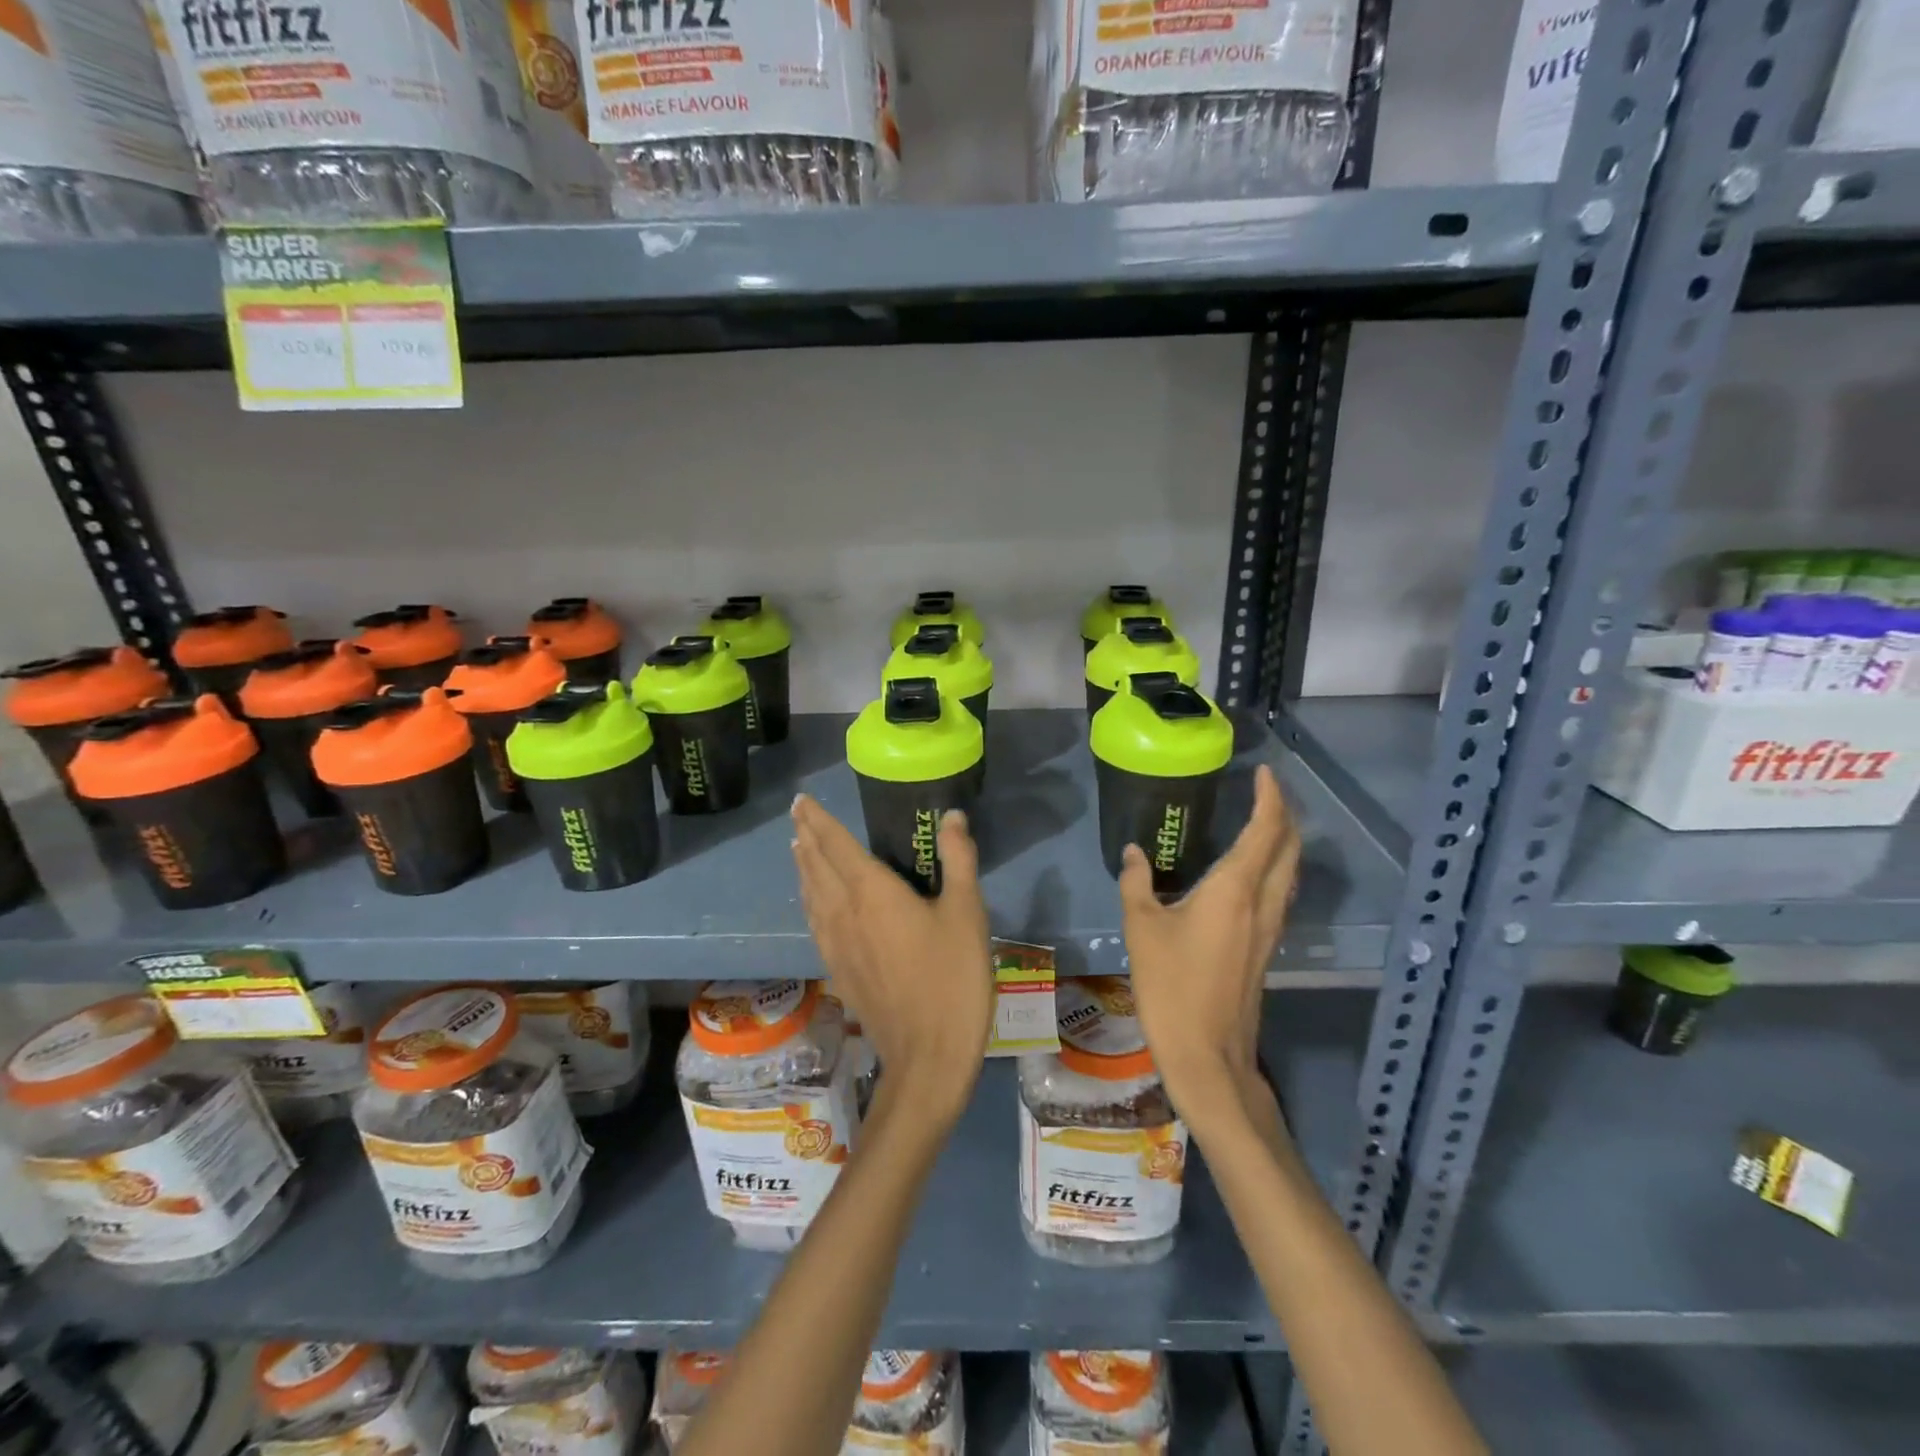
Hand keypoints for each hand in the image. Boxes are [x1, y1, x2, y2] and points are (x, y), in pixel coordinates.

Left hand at [791, 795, 993, 1123]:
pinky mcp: (839, 972)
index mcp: (872, 892)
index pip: (836, 846)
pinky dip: (810, 902)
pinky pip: (815, 924)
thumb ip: (958, 860)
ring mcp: (836, 946)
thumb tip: (951, 816)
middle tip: (798, 817)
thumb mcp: (967, 913)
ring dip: (805, 869)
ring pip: (811, 897)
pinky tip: (815, 907)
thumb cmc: (952, 978)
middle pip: (817, 868)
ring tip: (800, 851)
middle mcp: (844, 913)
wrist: (928, 1056)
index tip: (802, 801)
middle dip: (807, 838)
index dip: (819, 821)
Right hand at [1119, 766, 1299, 1124]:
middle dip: (1284, 814)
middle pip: (1290, 847)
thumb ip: (1136, 883)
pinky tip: (1251, 873)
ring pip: (1291, 871)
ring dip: (1284, 841)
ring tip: (1262, 822)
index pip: (1266, 830)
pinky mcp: (1267, 948)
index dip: (1271, 797)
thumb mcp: (1141, 928)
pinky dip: (1276, 867)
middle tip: (1264, 792)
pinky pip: (1281, 892)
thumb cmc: (1171, 986)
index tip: (1264, 773)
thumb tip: (1134, 852)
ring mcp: (1271, 928)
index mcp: (1235, 890)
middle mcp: (1263, 903)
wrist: (1208, 1054)